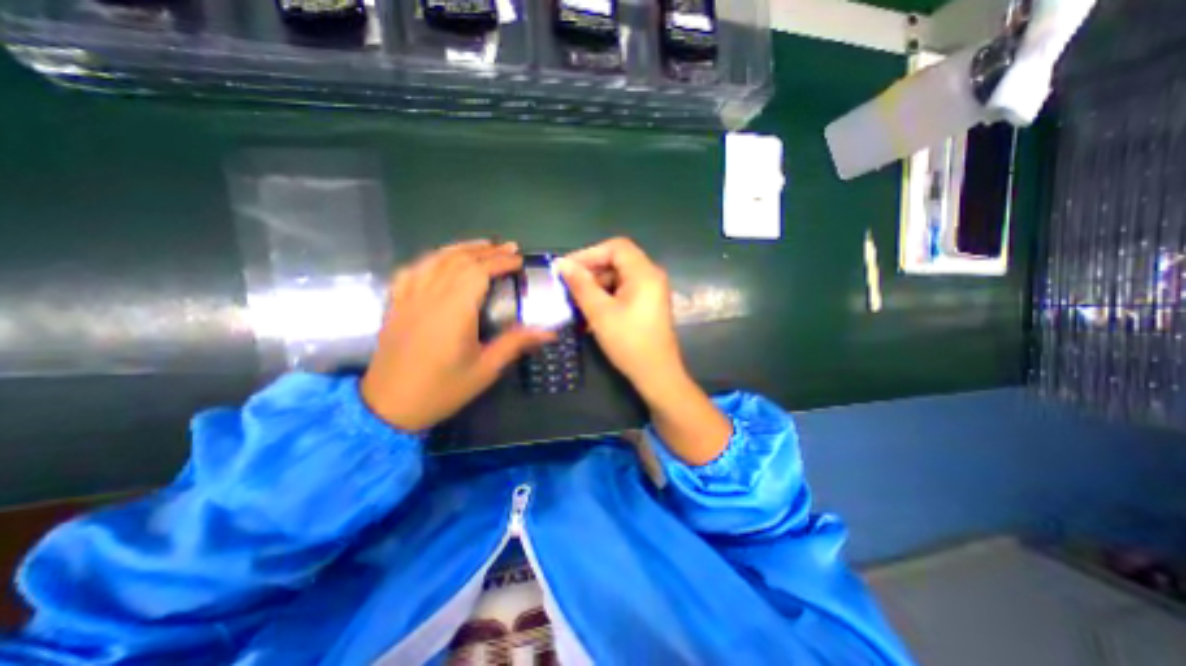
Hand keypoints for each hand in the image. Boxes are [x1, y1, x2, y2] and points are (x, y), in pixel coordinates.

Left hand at [363, 241, 556, 429]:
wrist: (389, 407)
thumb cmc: (442, 389)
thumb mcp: (485, 370)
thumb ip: (515, 344)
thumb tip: (548, 332)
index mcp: (454, 311)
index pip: (478, 272)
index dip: (500, 262)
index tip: (519, 260)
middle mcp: (430, 297)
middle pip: (458, 261)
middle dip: (486, 251)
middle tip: (508, 248)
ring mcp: (408, 298)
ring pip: (434, 260)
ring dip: (460, 248)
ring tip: (481, 246)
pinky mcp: (396, 305)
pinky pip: (411, 271)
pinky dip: (430, 260)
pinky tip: (439, 260)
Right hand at [556, 237, 686, 398]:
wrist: (656, 374)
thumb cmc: (629, 342)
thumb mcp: (600, 313)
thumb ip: (581, 285)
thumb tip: (562, 264)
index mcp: (644, 273)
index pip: (615, 247)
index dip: (589, 253)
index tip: (567, 268)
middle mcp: (651, 276)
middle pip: (617, 261)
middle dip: (591, 271)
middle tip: (569, 286)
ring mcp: (651, 291)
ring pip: (619, 277)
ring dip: (596, 286)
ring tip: (577, 302)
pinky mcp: (647, 304)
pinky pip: (624, 291)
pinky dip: (606, 297)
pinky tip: (590, 312)